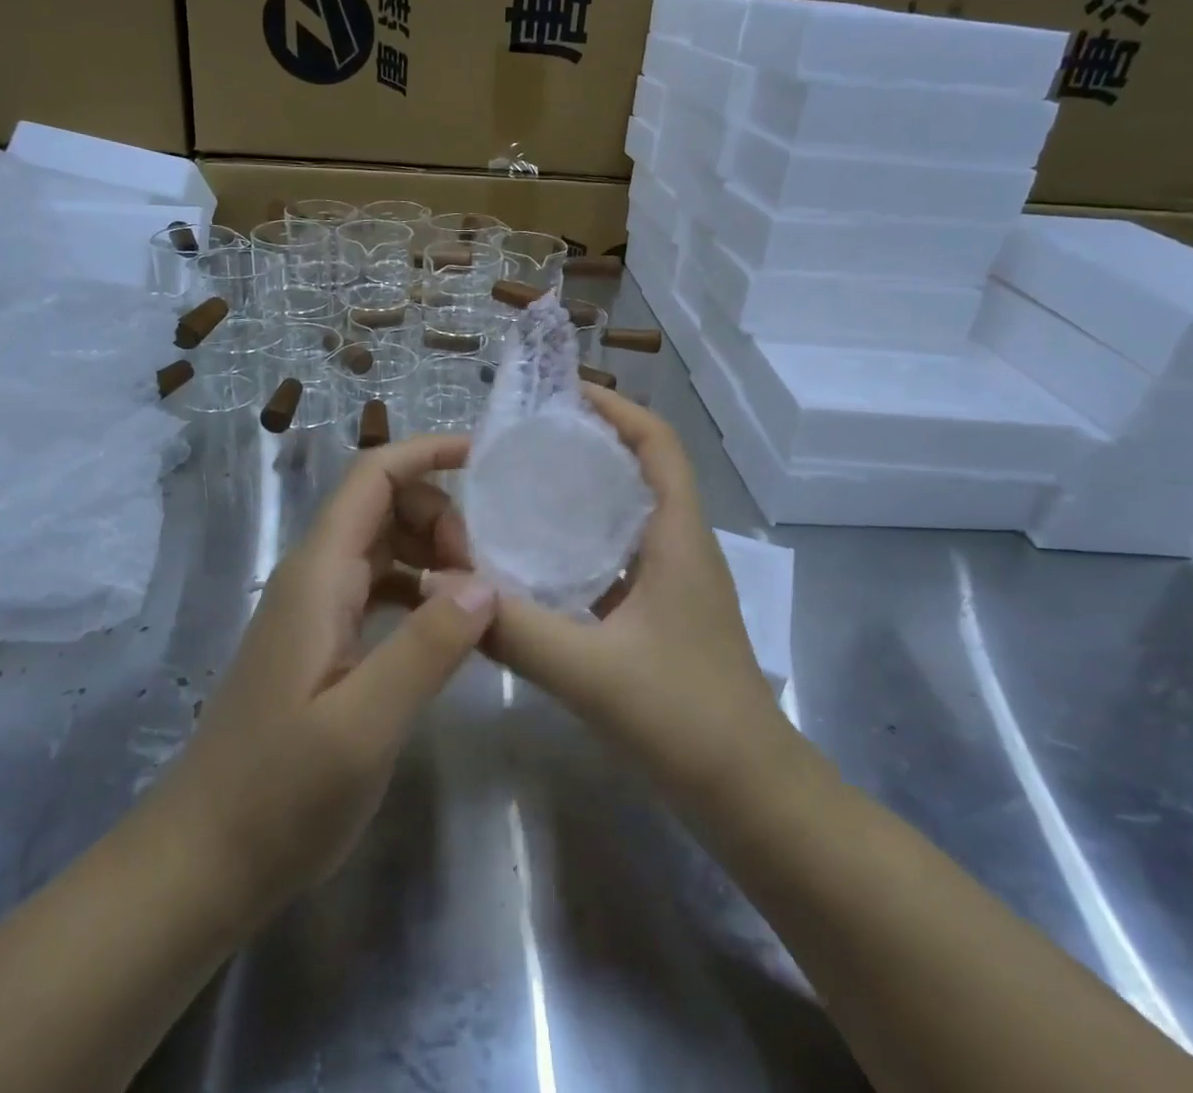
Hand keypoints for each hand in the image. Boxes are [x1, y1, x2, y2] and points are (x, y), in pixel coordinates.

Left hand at [161, 434, 494, 918]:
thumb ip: (427, 647)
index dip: (427, 452)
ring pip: (385, 545)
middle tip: (487, 573)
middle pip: (384, 504)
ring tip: (480, 598)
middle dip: (442, 515)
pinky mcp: (324, 641)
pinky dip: (421, 589)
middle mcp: (315, 577)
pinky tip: (450, 629)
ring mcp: (317, 609)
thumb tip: (485, 582)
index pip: (373, 477)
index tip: (485, 458)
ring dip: (435, 552)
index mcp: (319, 575)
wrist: (204, 860)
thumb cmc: (279, 794)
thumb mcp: (364, 725)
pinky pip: (381, 587)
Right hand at [477, 389, 788, 804]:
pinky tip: (536, 561)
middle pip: (641, 469)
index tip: (563, 393)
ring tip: (522, 486)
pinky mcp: (662, 615)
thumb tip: (439, 580)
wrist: (752, 798)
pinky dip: (582, 543)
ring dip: (584, 492)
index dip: (617, 408)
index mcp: (679, 537)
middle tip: (524, 438)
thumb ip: (514, 627)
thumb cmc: (686, 720)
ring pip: (628, 515)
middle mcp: (680, 547)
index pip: (658, 444)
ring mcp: (674, 583)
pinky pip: (618, 557)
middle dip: (590, 443)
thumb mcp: (591, 671)